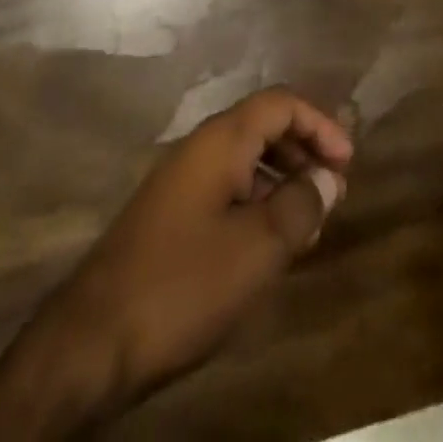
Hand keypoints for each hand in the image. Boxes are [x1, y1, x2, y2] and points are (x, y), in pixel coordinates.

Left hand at [0, 89, 351, 438]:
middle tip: (333, 190)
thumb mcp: (257, 248)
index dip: (319, 123)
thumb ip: (300, 206)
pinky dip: (256, 201)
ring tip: (309, 221)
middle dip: (303, 149)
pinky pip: (226, 188)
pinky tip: (268, 243)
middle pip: (262, 125)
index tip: (348, 162)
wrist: (94, 338)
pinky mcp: (170, 214)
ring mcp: (180, 180)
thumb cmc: (184, 283)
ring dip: (282, 178)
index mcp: (220, 140)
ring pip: (244, 158)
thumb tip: (330, 178)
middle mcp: (199, 147)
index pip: (280, 103)